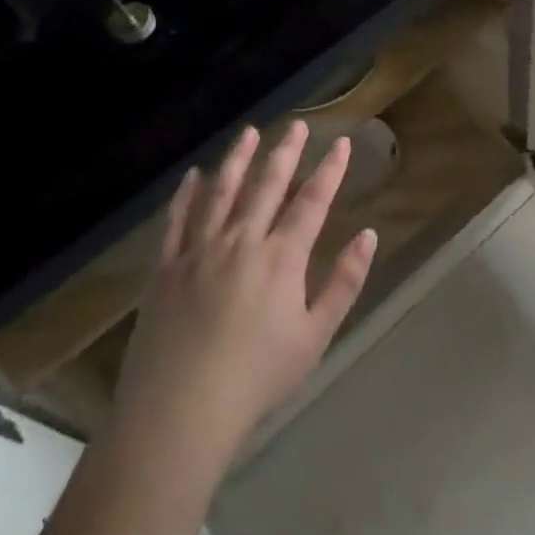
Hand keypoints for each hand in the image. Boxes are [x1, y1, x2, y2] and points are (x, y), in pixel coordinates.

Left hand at [115, 122, 376, 461]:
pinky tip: (195, 176)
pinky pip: (178, 220)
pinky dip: (188, 195)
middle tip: (297, 125)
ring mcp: (199, 250)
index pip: (312, 202)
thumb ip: (344, 282)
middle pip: (267, 186)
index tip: (342, 143)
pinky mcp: (166, 267)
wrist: (181, 408)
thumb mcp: (316, 334)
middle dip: (285, 153)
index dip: (330, 170)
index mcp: (282, 257)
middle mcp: (241, 241)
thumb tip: (368, 235)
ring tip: (249, 133)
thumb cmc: (258, 376)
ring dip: (238, 160)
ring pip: (221, 192)